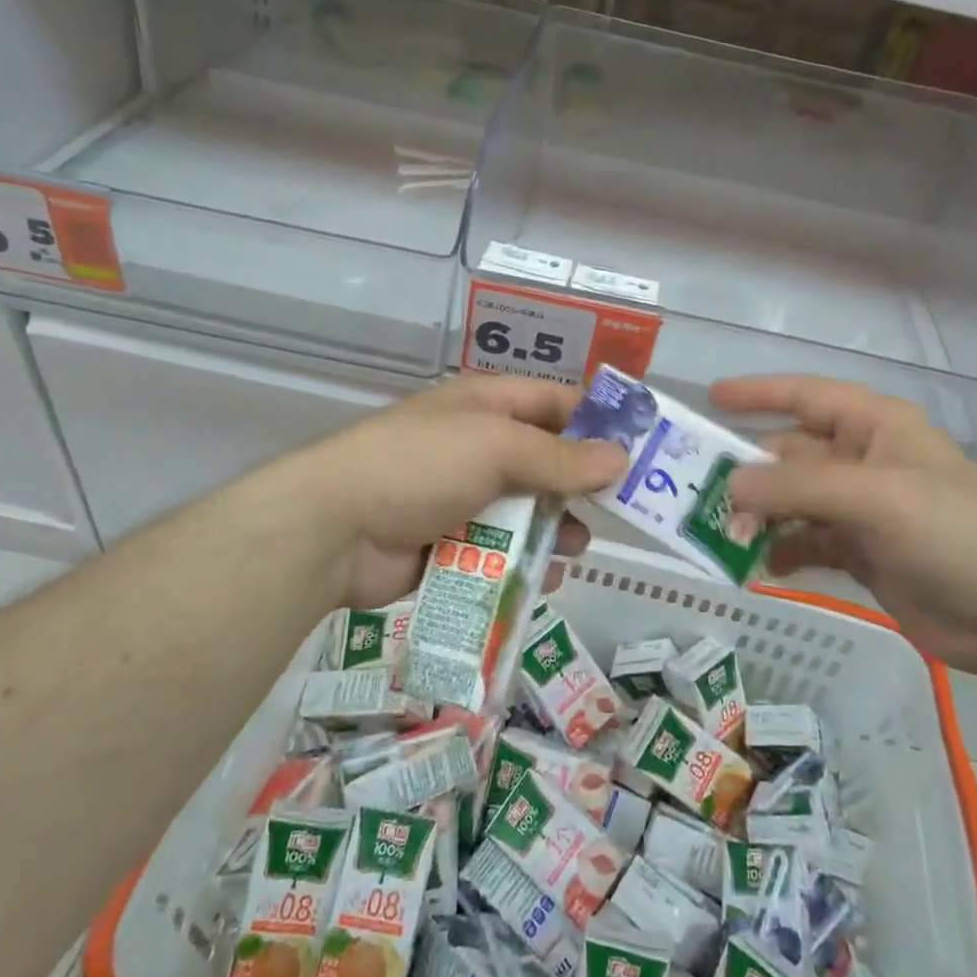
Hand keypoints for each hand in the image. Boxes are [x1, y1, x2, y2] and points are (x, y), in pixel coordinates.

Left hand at [303, 375, 628, 610]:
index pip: (555, 401)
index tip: (641, 445)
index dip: (597, 419)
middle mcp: (479, 446)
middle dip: (581, 483)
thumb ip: (560, 458)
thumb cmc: (421, 465)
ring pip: (528, 509)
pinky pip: (503, 549)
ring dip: (555, 526)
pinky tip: (547, 575)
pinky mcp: (453, 543)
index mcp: (487, 405)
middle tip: (624, 508)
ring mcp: (464, 496)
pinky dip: (526, 559)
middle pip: (546, 459)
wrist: (335, 529)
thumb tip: (621, 458)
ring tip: (578, 546)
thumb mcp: (496, 448)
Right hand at [711, 375, 976, 682]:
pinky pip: (806, 540)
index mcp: (875, 426)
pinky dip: (782, 549)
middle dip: (751, 471)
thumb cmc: (953, 532)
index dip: (759, 393)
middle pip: (791, 452)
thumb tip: (729, 486)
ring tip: (729, 536)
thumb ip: (798, 486)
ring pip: (794, 500)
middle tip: (704, 492)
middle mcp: (864, 460)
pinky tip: (761, 564)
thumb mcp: (876, 496)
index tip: (711, 398)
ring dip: (762, 515)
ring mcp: (862, 508)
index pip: (807, 396)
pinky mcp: (862, 552)